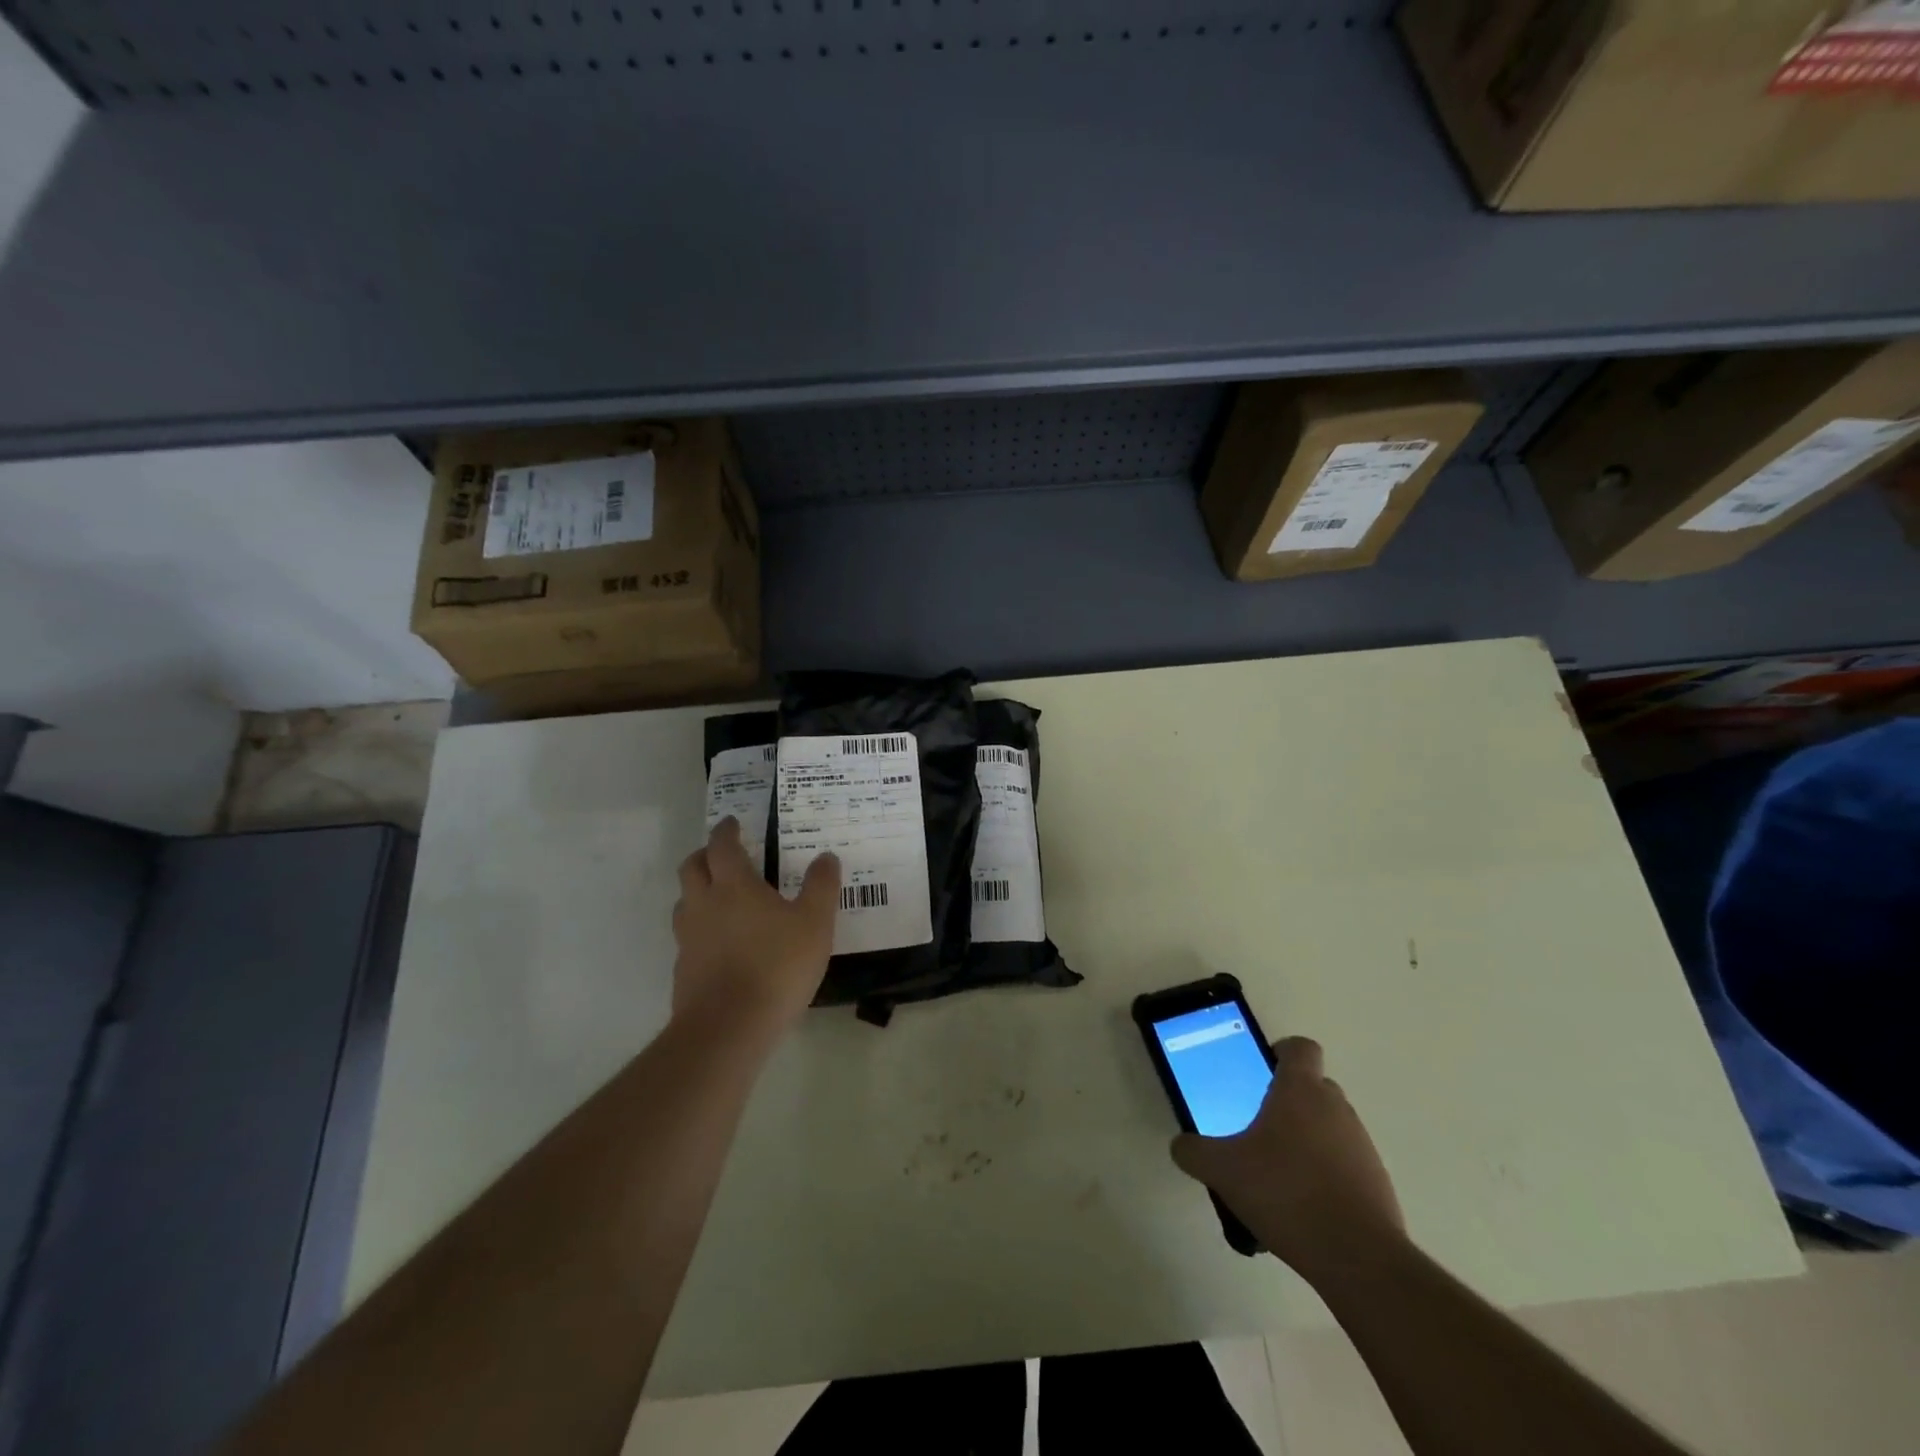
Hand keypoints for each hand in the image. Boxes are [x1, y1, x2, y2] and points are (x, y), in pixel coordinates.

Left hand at [672, 817, 839, 1032]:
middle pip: (692, 867)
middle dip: (704, 855)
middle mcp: (704, 904)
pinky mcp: (684, 970)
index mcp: (734, 885)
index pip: (722, 846)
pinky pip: (688, 938)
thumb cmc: (777, 965)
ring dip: (698, 892)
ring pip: (685, 902)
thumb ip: (821, 887)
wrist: (728, 1027)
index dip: (726, 831)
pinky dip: (701, 931)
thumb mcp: (815, 923)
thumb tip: (826, 857)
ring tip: (721, 899)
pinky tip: (722, 946)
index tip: (733, 823)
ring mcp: (688, 939)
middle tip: (722, 855)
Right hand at [1171, 1037, 1405, 1283]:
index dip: (1280, 1052)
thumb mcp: (1222, 1170)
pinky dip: (1326, 1174)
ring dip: (1307, 1139)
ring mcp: (1362, 1145)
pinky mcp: (1377, 1183)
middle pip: (1314, 1086)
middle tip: (1258, 1127)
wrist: (1359, 1259)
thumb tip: (1182, 1145)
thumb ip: (1194, 1152)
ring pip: (1330, 1126)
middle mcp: (1336, 1108)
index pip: (1300, 1047)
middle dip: (1288, 1101)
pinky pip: (1345, 1164)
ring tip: (1278, 1175)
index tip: (1259, 1073)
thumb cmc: (1286, 1193)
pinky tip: (1302, 1206)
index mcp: (1301, 1090)